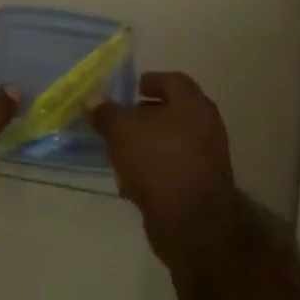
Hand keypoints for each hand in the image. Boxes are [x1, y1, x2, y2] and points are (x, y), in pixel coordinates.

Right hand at [90, 72, 236, 264]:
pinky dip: (154, 169)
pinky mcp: (201, 185)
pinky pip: (174, 168)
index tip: (130, 90)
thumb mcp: (121, 130)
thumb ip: (106, 112)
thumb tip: (92, 98)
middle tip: (121, 120)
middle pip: (174, 112)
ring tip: (121, 151)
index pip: (173, 80)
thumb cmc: (157, 160)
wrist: (191, 219)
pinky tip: (131, 181)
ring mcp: (207, 157)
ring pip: (173, 142)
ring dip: (148, 144)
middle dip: (146, 115)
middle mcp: (206, 126)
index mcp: (193, 104)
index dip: (150, 82)